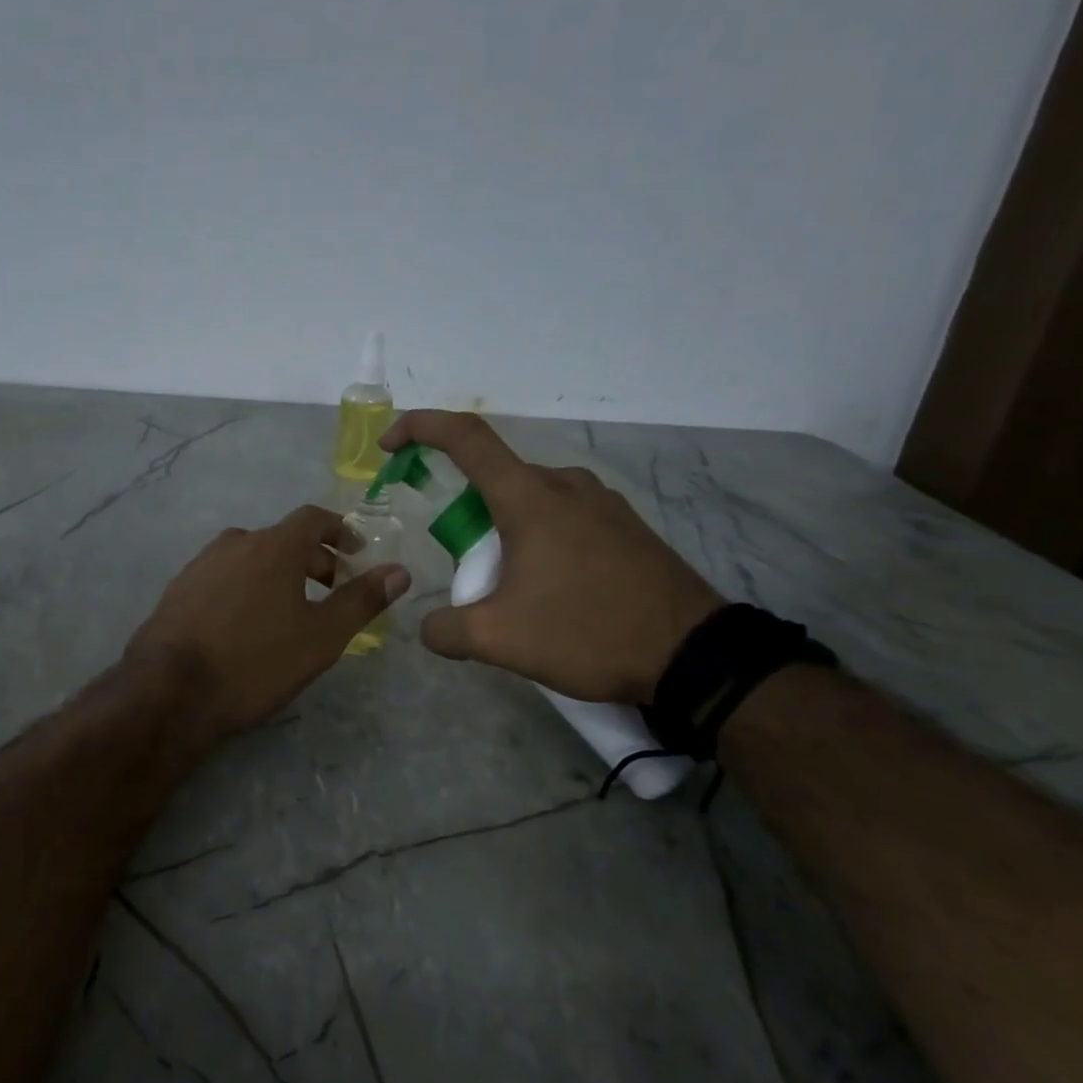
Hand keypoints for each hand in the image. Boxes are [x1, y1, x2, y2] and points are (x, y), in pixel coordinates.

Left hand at [126, 505, 410, 741]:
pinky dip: (245, 587)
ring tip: (288, 610)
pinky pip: (223, 577)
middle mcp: (234, 543)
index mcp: (273, 546)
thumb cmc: (256, 661)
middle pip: (282, 539)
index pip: (312, 518)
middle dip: (312, 559)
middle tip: (330, 590)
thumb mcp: (321, 637)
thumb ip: (361, 600)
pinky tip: (244, 624)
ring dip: (276, 573)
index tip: (355, 553)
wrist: (170, 691)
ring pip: (250, 557)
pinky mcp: (177, 590)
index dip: (339, 530)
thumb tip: (399, 571)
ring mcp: (200, 565)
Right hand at [381, 411, 723, 704]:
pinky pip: (564, 517)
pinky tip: (552, 590)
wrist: (692, 655)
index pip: (465, 437)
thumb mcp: (500, 639)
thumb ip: (447, 629)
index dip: (420, 428)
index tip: (390, 445)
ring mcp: (602, 503)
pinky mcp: (626, 526)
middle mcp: (565, 485)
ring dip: (504, 532)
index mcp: (529, 497)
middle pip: (495, 479)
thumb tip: (429, 628)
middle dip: (466, 515)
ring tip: (511, 590)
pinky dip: (538, 539)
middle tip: (467, 571)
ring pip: (531, 501)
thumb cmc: (587, 631)